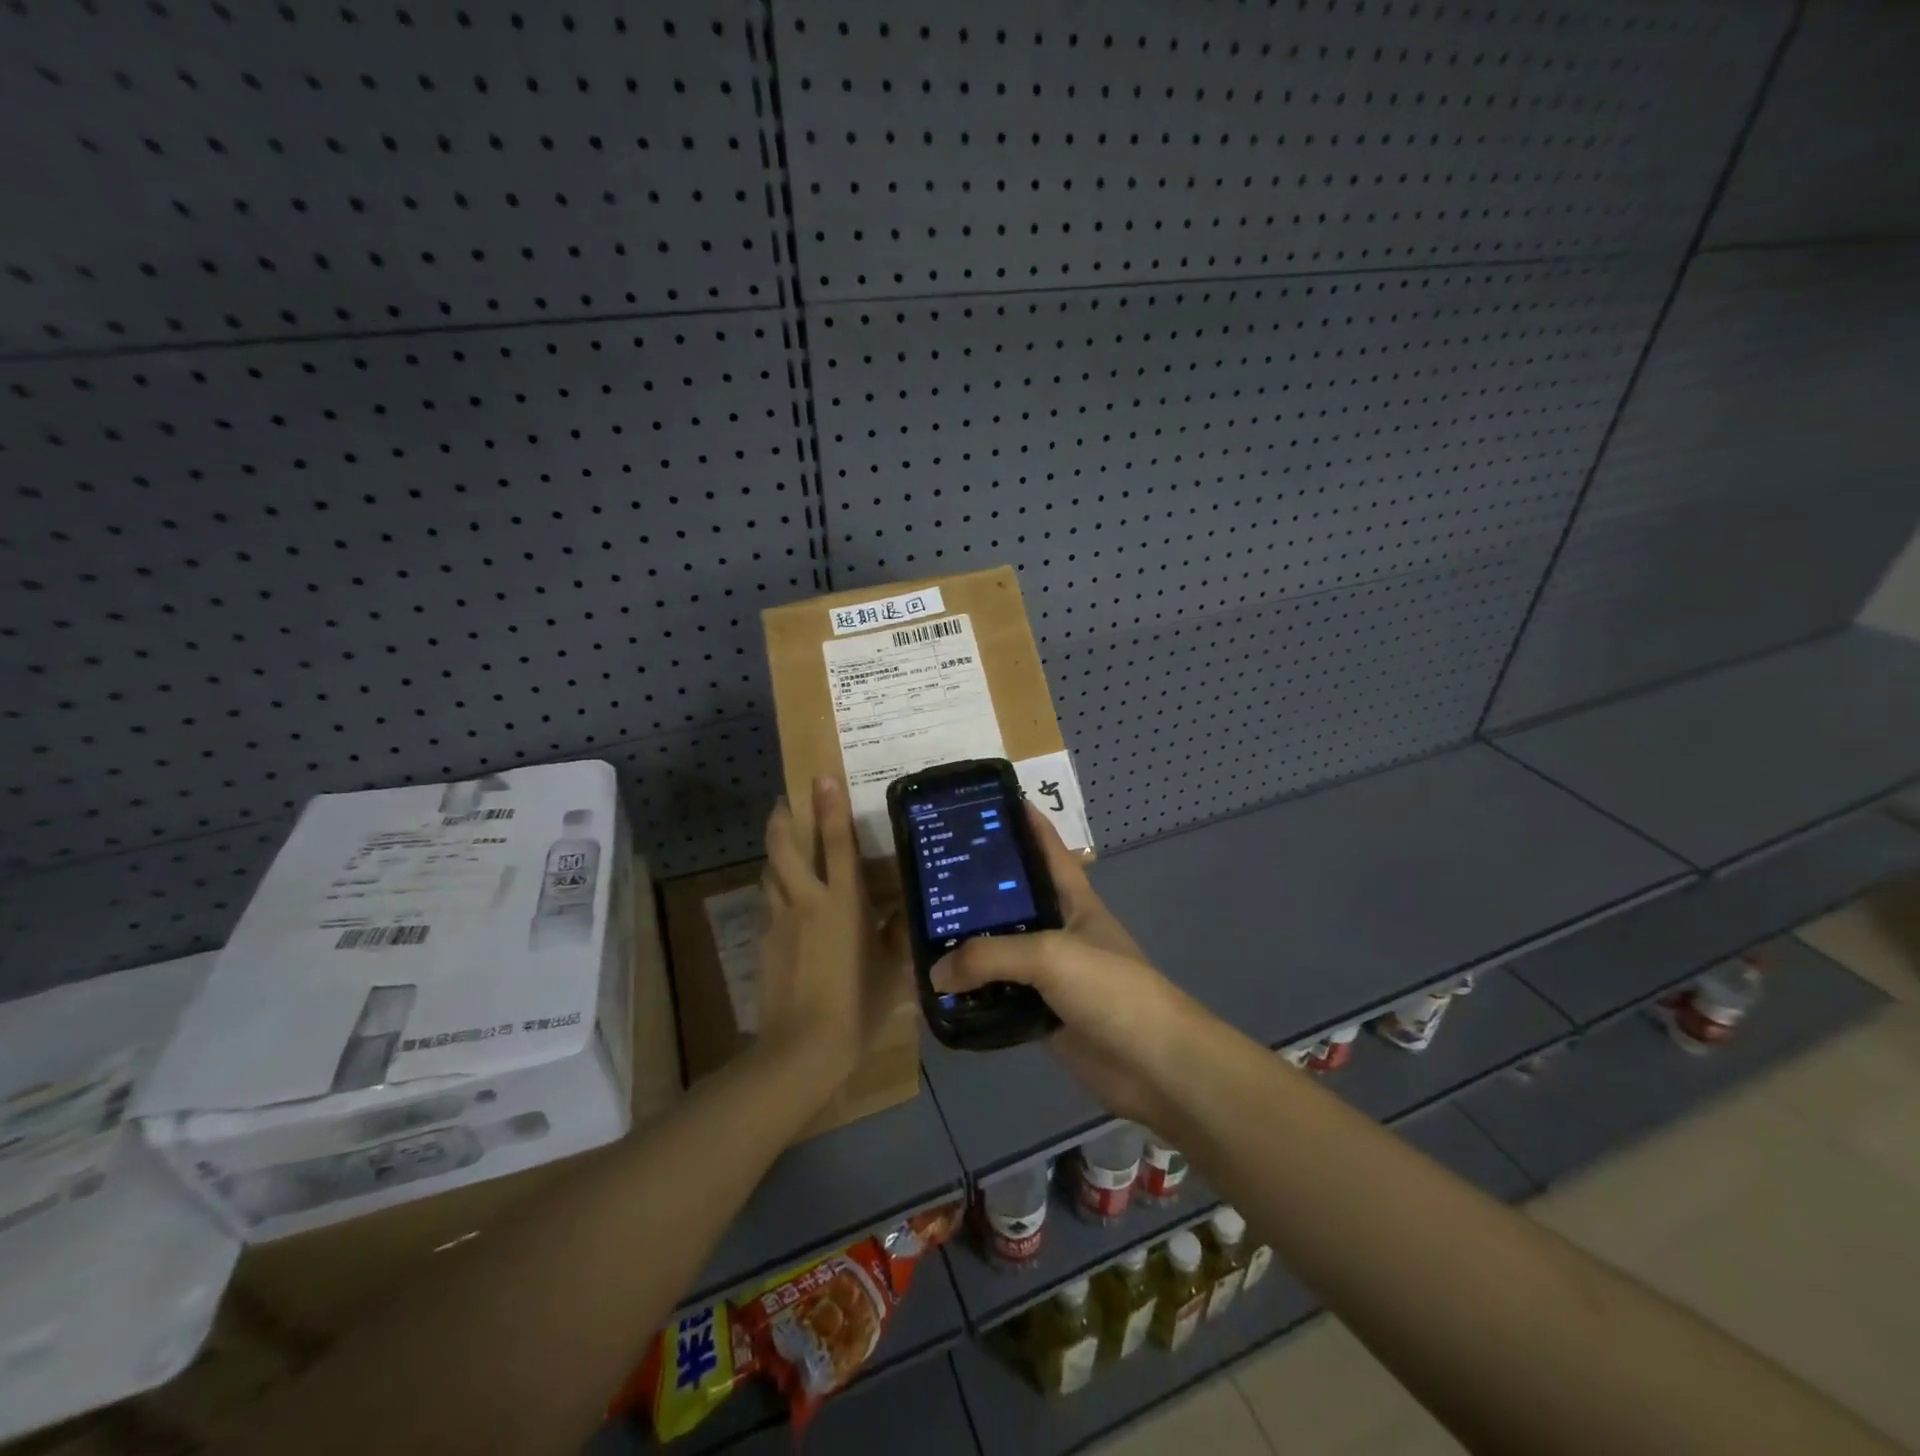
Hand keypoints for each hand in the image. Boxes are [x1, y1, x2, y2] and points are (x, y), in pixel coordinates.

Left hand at [754, 777, 910, 1092]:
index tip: (822, 776)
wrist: (800, 1049)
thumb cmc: (856, 1006)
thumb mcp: (891, 971)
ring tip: (788, 849)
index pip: (836, 843)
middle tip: (787, 802)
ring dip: (776, 853)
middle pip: (783, 847)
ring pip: (770, 872)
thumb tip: (906, 911)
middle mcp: (806, 901)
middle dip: (782, 818)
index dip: (829, 807)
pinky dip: (776, 890)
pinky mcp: (764, 942)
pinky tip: (788, 904)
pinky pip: (769, 903)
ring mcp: (779, 921)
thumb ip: (898, 936)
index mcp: (842, 903)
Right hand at [929, 806, 1202, 1127]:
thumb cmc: (1110, 988)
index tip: (982, 802)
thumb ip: (988, 957)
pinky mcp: (1040, 1012)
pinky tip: (938, 993)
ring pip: (999, 951)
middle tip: (927, 875)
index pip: (1045, 846)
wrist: (1154, 1064)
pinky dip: (971, 996)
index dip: (1021, 820)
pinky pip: (997, 996)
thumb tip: (935, 973)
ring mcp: (1050, 973)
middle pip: (1011, 899)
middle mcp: (1058, 928)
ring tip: (919, 934)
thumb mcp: (1050, 955)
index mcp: (1072, 898)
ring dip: (965, 947)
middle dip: (974, 887)